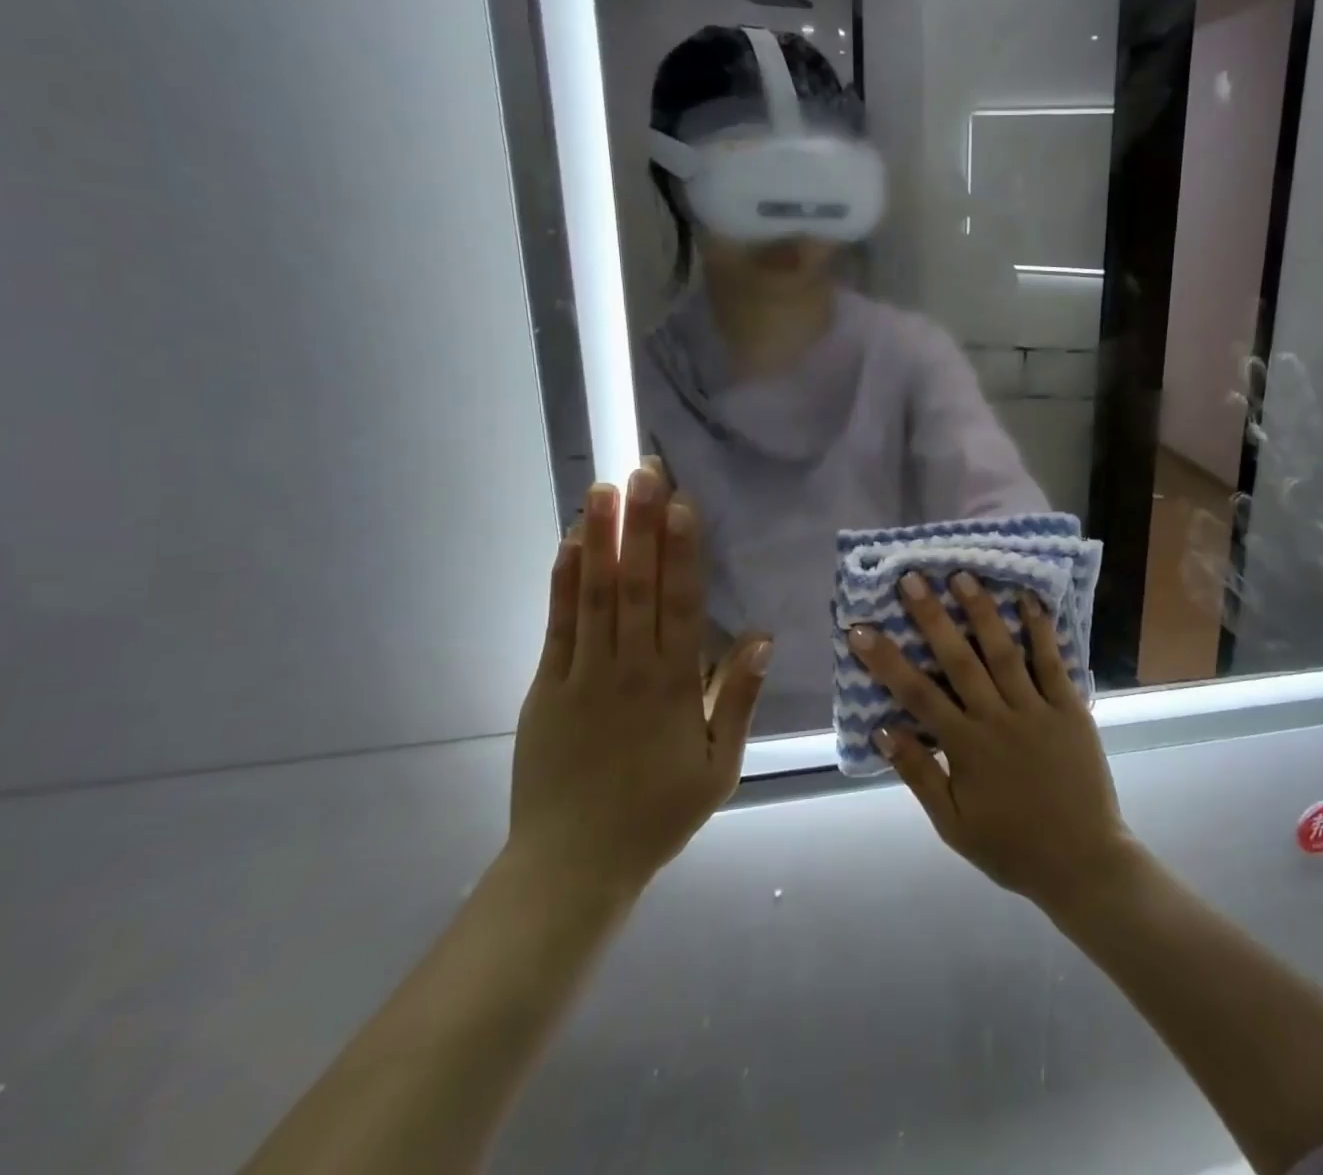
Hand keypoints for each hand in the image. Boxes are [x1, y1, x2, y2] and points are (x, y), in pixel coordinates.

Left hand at [508, 464, 770, 900]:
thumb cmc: (658, 814)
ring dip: (601, 539)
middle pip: (637, 585)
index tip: (683, 503)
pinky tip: (570, 544)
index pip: (680, 604)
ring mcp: (582, 675)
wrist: (573, 865)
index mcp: (674, 685)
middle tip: (645, 471)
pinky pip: (557, 626)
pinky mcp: (546, 688)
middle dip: (642, 525)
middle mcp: (628, 668)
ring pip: (595, 595)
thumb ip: (738, 699)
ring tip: (606, 489)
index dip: (682, 550)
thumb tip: (761, 637)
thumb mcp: (720, 766)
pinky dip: (563, 582)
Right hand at [849, 571, 1136, 913]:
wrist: (1083, 863)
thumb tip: (882, 729)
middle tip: (912, 578)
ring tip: (963, 575)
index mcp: (966, 747)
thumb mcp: (953, 824)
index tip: (861, 629)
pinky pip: (1053, 662)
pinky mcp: (1070, 708)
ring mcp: (1036, 710)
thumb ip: (918, 775)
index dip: (886, 660)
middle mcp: (997, 718)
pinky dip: (1041, 630)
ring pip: (1004, 651)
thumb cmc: (1011, 846)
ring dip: (982, 611)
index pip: (917, 694)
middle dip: (932, 617)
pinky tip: (1028, 599)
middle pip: (958, 659)